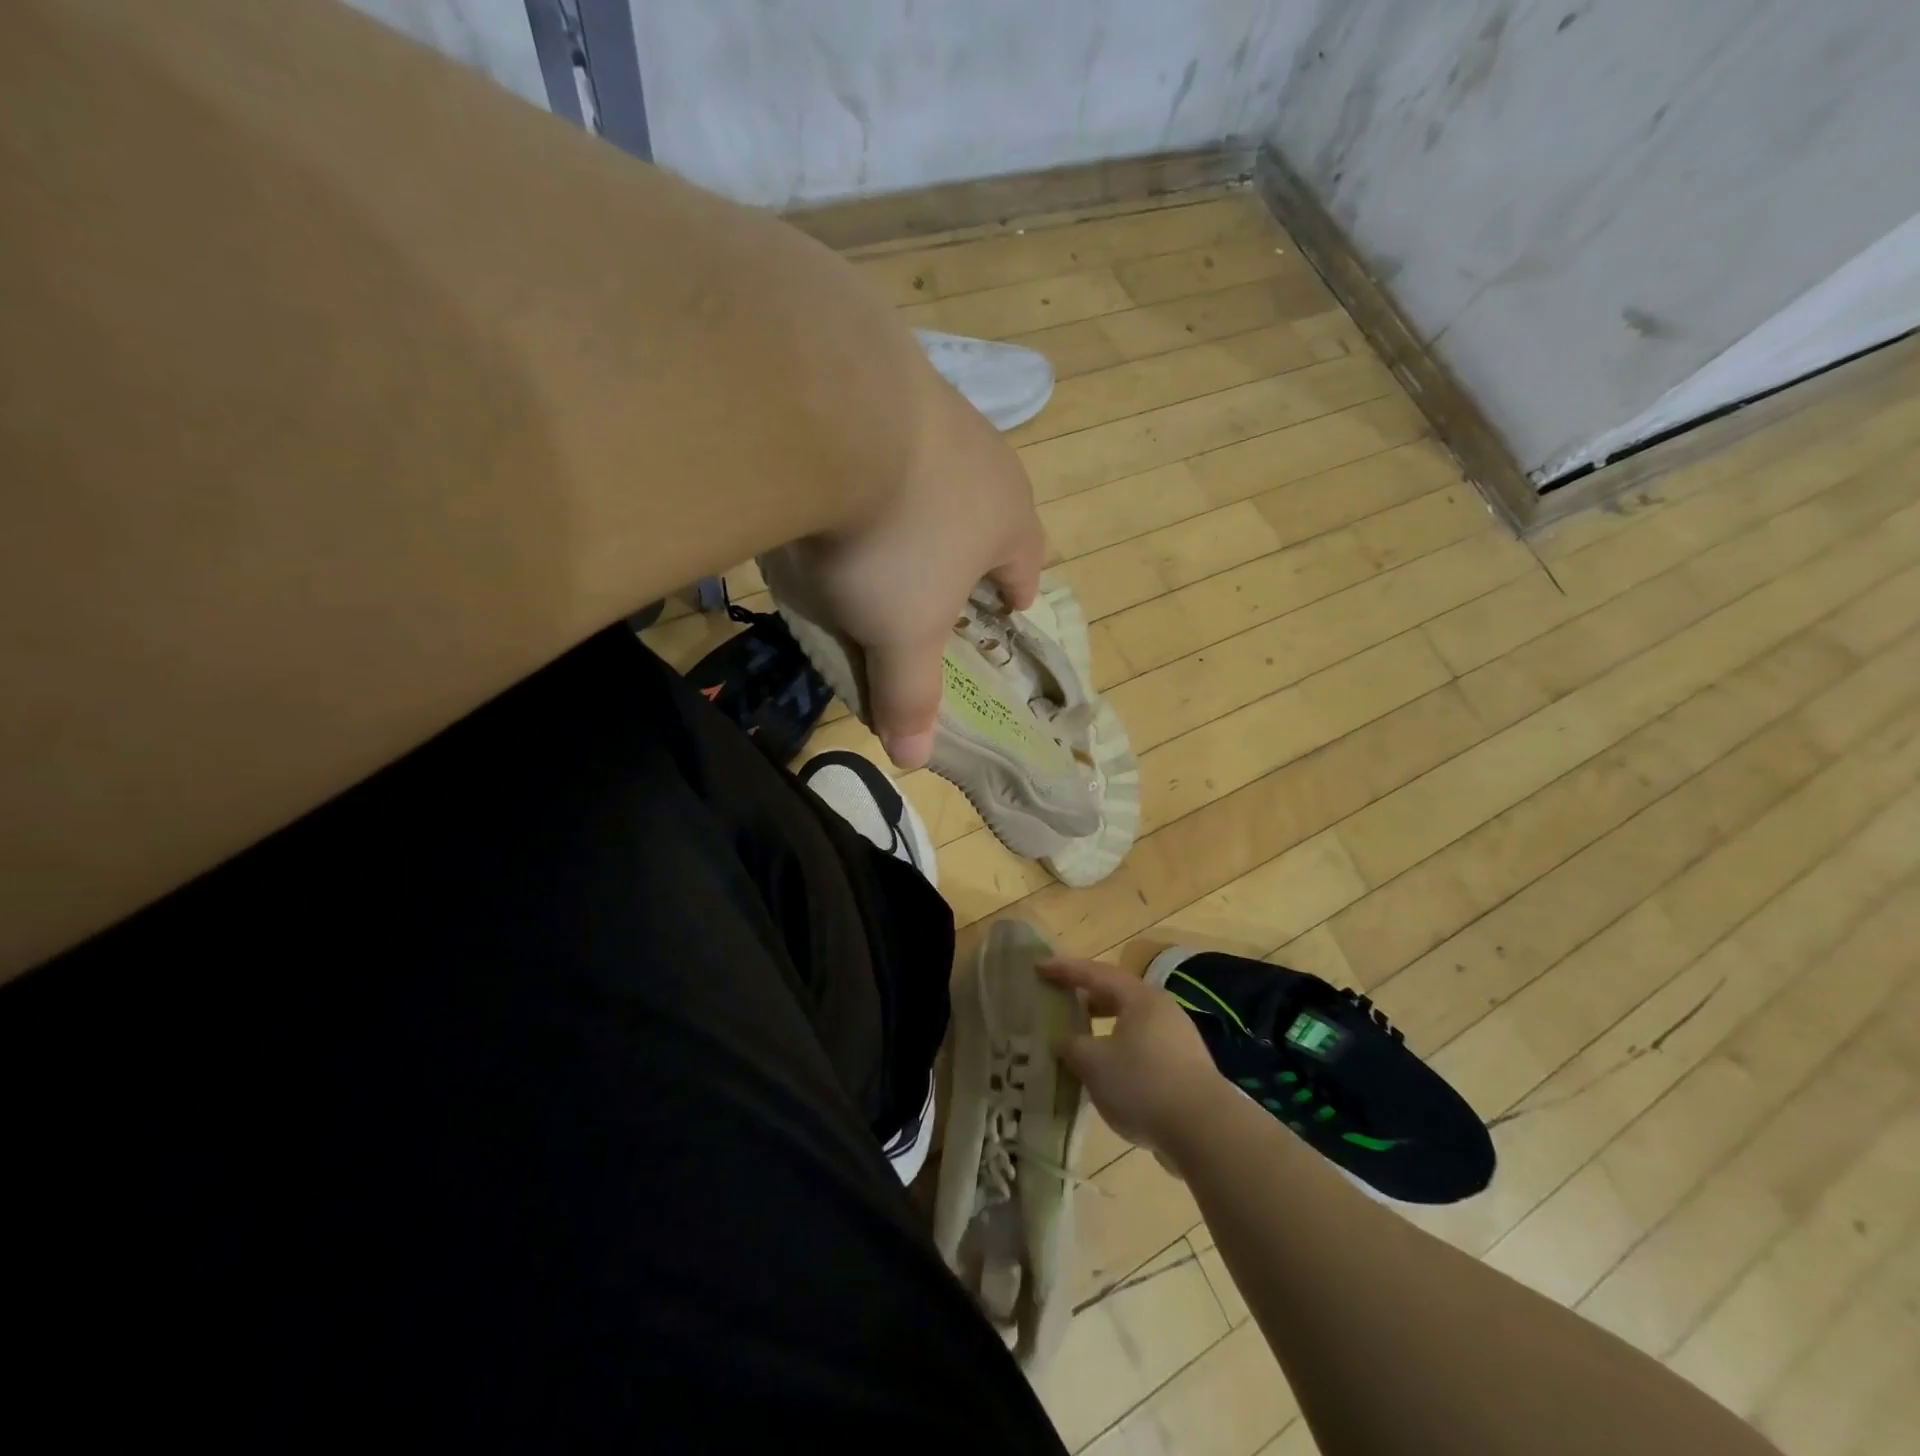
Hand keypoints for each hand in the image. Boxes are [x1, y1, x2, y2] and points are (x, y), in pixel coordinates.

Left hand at [766, 370, 1043, 767]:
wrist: (833, 408)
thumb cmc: (891, 541)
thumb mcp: (900, 632)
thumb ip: (909, 692)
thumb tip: (914, 760)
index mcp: (1008, 519)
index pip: (1026, 563)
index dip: (1017, 590)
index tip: (1010, 605)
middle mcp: (985, 458)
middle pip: (991, 507)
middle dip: (973, 539)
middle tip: (944, 568)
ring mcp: (935, 406)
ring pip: (941, 463)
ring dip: (924, 493)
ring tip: (889, 516)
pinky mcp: (879, 369)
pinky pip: (885, 425)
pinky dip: (871, 452)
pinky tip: (838, 464)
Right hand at [1040, 957, 1226, 1157]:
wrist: (1205, 1131)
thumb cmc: (1143, 1083)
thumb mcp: (1094, 1063)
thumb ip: (1072, 1046)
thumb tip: (1065, 1040)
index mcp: (1140, 998)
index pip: (1095, 973)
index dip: (1064, 970)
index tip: (1039, 966)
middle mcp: (1162, 1010)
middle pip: (1118, 995)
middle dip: (1087, 998)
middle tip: (1061, 1002)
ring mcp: (1178, 1040)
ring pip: (1131, 1025)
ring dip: (1104, 1029)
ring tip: (1080, 1043)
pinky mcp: (1186, 1069)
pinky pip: (1144, 1049)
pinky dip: (1120, 1053)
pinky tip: (1107, 1076)